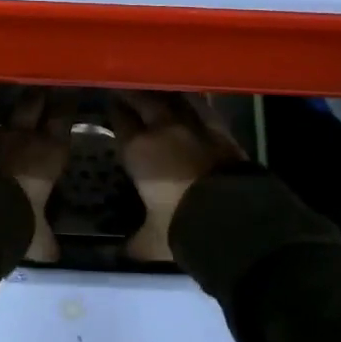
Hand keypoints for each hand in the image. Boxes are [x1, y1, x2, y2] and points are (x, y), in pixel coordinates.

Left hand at [0, 89, 70, 261]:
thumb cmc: (21, 218)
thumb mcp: (39, 236)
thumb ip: (46, 241)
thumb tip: (55, 255)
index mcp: (50, 151)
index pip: (62, 118)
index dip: (66, 106)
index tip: (70, 94)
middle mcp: (24, 138)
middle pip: (33, 104)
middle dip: (39, 97)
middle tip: (45, 91)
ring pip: (7, 119)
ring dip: (13, 119)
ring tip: (17, 119)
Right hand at [109, 91, 244, 261]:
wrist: (232, 219)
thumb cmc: (181, 227)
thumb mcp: (151, 241)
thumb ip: (133, 243)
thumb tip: (118, 254)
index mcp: (138, 149)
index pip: (119, 119)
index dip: (112, 110)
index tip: (108, 103)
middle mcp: (162, 128)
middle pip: (143, 98)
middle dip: (132, 92)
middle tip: (126, 87)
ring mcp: (193, 124)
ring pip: (172, 96)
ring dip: (162, 91)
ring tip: (156, 89)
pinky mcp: (220, 128)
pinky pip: (202, 105)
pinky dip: (192, 100)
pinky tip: (190, 99)